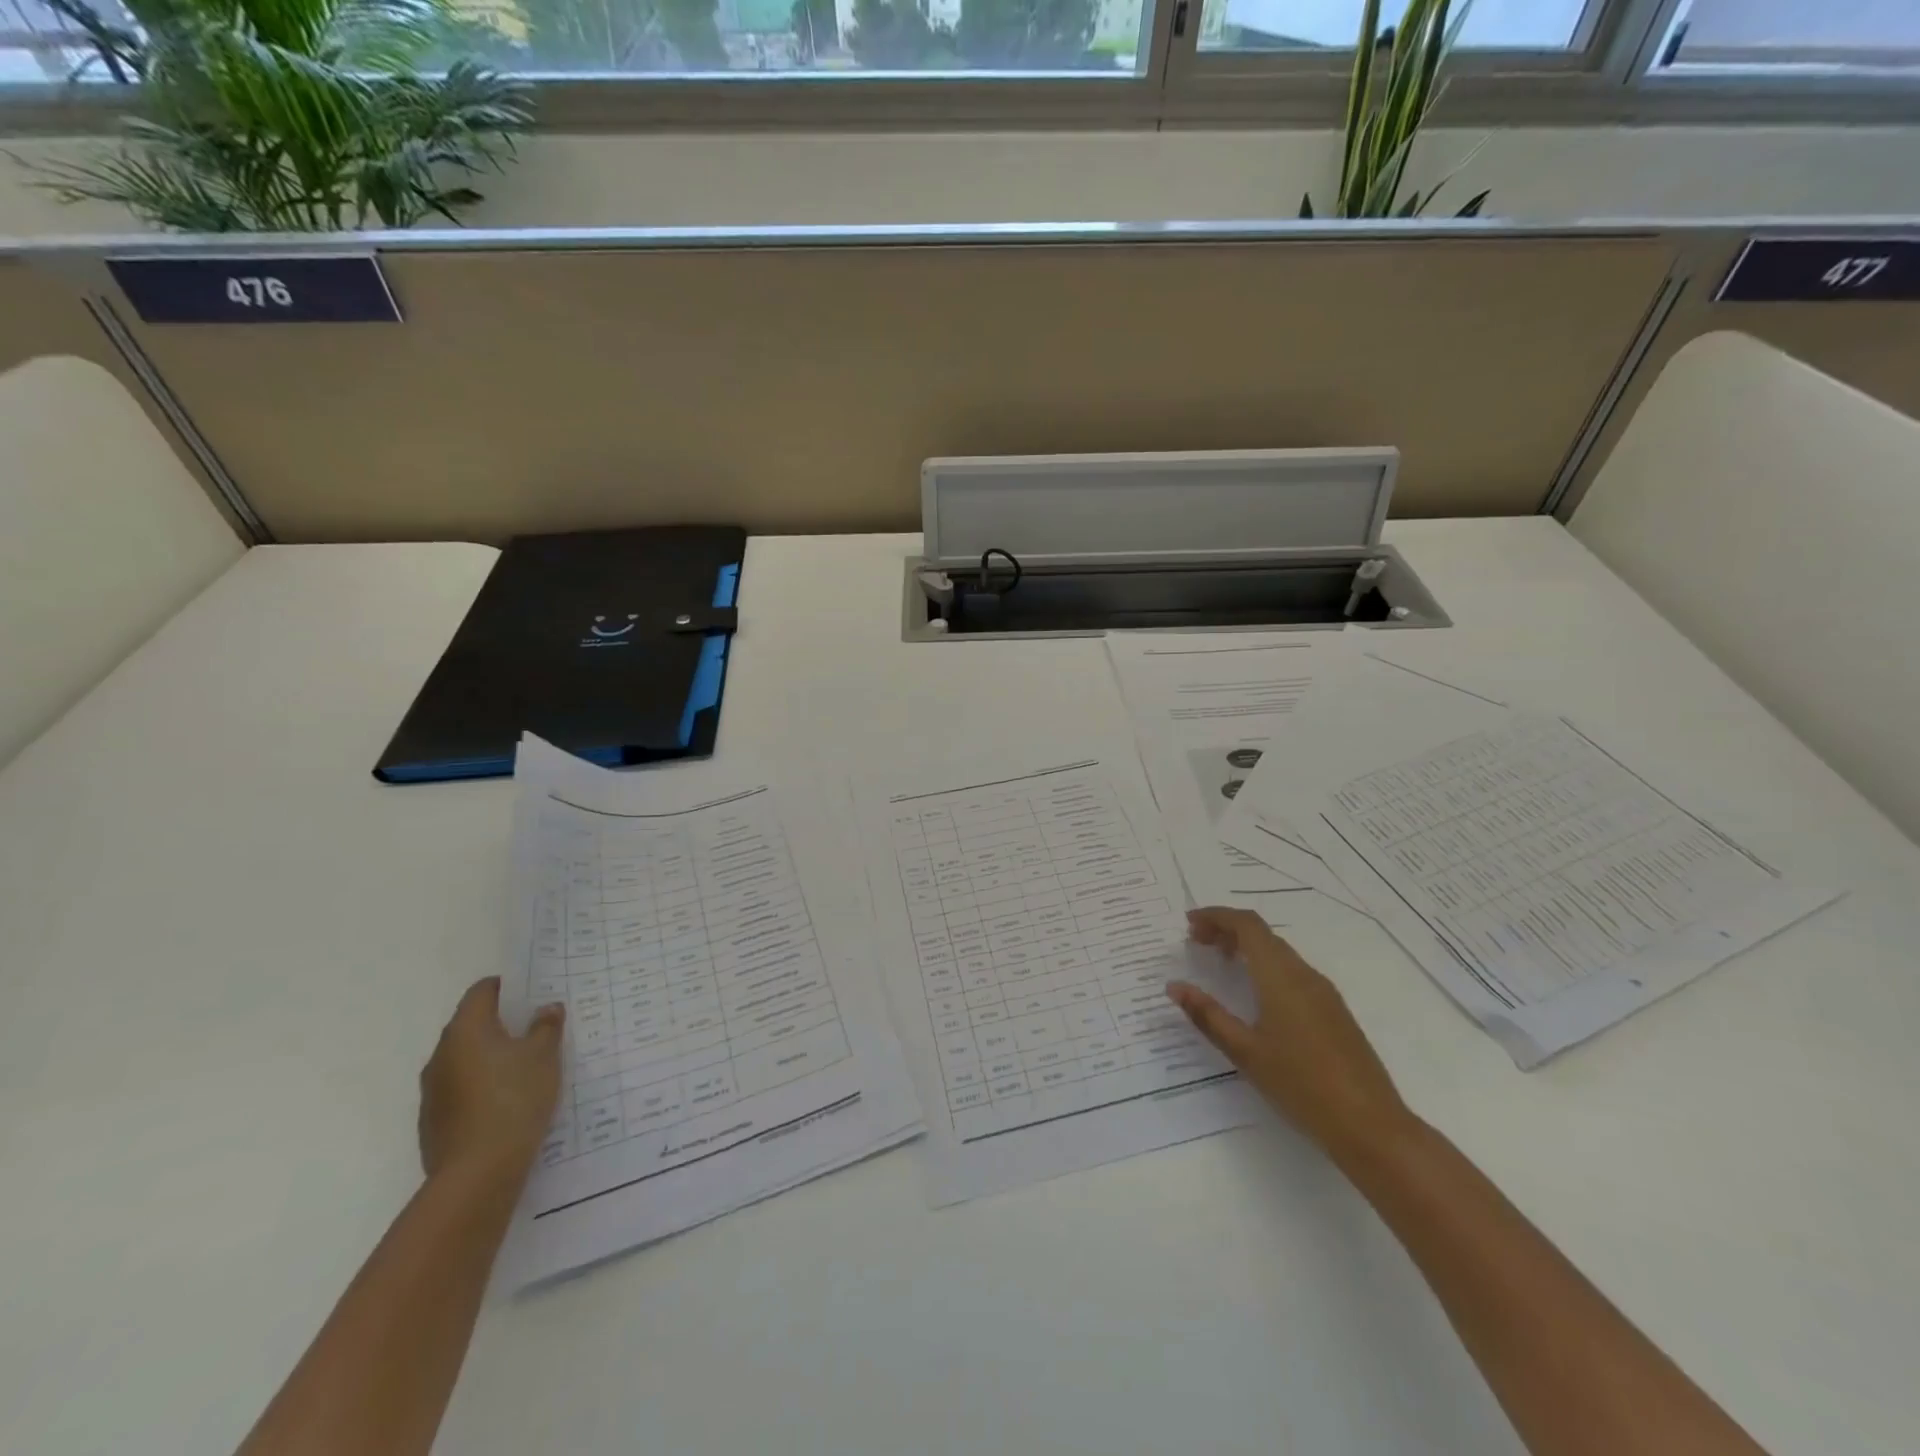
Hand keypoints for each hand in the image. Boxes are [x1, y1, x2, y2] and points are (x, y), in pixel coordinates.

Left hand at [418, 978, 563, 1189]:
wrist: (477, 1173)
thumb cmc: (514, 1099)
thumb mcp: (544, 1056)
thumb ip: (546, 1027)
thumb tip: (547, 1008)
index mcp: (466, 1030)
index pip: (482, 991)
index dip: (507, 986)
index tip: (533, 991)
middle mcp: (441, 1054)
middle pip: (471, 1024)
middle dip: (502, 1022)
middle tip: (537, 1026)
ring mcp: (433, 1090)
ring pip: (465, 1058)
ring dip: (491, 1055)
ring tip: (526, 1064)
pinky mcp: (434, 1120)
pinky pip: (462, 1088)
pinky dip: (482, 1084)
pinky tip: (508, 1100)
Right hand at [1167, 907, 1409, 1162]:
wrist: (1371, 1125)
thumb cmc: (1301, 1085)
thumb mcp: (1245, 1052)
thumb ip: (1207, 1015)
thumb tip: (1174, 986)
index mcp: (1280, 976)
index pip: (1247, 925)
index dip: (1216, 916)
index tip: (1188, 924)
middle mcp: (1304, 974)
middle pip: (1262, 934)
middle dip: (1227, 930)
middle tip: (1196, 942)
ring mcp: (1323, 992)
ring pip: (1279, 952)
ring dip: (1247, 947)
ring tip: (1220, 963)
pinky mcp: (1334, 1011)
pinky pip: (1293, 971)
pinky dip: (1265, 966)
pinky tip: (1254, 993)